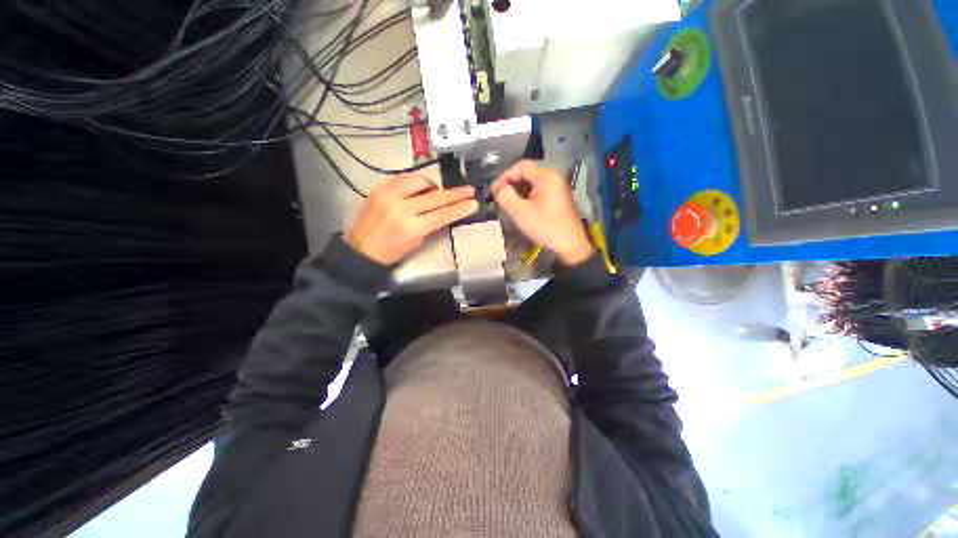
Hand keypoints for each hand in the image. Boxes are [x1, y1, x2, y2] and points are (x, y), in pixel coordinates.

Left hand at [346, 175, 477, 264]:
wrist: (361, 249)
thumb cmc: (391, 252)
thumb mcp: (417, 242)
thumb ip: (431, 224)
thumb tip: (443, 210)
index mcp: (412, 227)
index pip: (443, 213)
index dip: (460, 208)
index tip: (473, 202)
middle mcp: (402, 207)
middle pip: (435, 196)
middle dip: (455, 193)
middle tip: (468, 190)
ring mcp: (389, 195)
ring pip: (419, 180)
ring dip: (433, 186)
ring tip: (437, 192)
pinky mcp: (379, 188)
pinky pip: (403, 178)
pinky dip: (415, 183)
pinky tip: (419, 188)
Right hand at [493, 160, 593, 265]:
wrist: (570, 244)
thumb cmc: (544, 226)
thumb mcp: (520, 212)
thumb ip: (505, 196)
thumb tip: (496, 186)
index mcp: (546, 176)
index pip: (521, 166)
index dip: (506, 176)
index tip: (496, 191)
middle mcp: (553, 178)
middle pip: (527, 173)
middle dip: (512, 184)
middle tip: (501, 198)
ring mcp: (557, 188)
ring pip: (532, 183)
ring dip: (519, 191)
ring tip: (509, 204)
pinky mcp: (558, 199)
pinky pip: (539, 191)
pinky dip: (528, 197)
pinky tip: (521, 208)